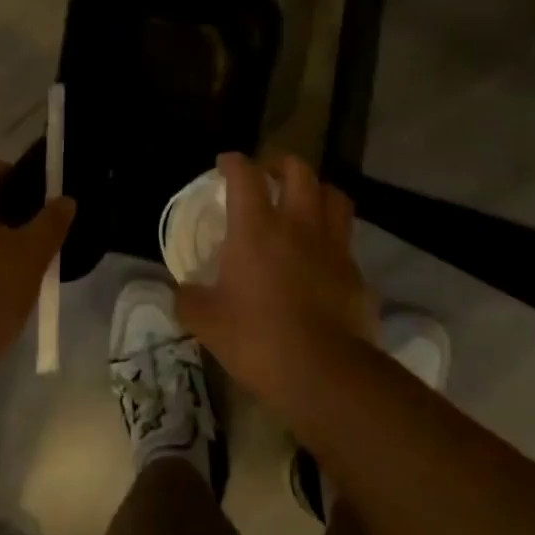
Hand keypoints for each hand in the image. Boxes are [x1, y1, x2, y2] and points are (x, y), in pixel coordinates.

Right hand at [176, 153, 373, 403]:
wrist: (324, 372)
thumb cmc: (258, 338)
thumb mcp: (207, 322)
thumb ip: (189, 300)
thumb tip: (181, 291)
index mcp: (256, 227)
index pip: (244, 175)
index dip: (233, 162)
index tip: (225, 164)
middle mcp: (297, 223)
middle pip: (298, 170)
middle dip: (281, 164)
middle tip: (268, 176)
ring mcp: (331, 244)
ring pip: (332, 194)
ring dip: (316, 189)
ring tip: (304, 201)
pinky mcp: (353, 269)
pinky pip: (345, 236)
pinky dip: (333, 232)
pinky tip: (322, 250)